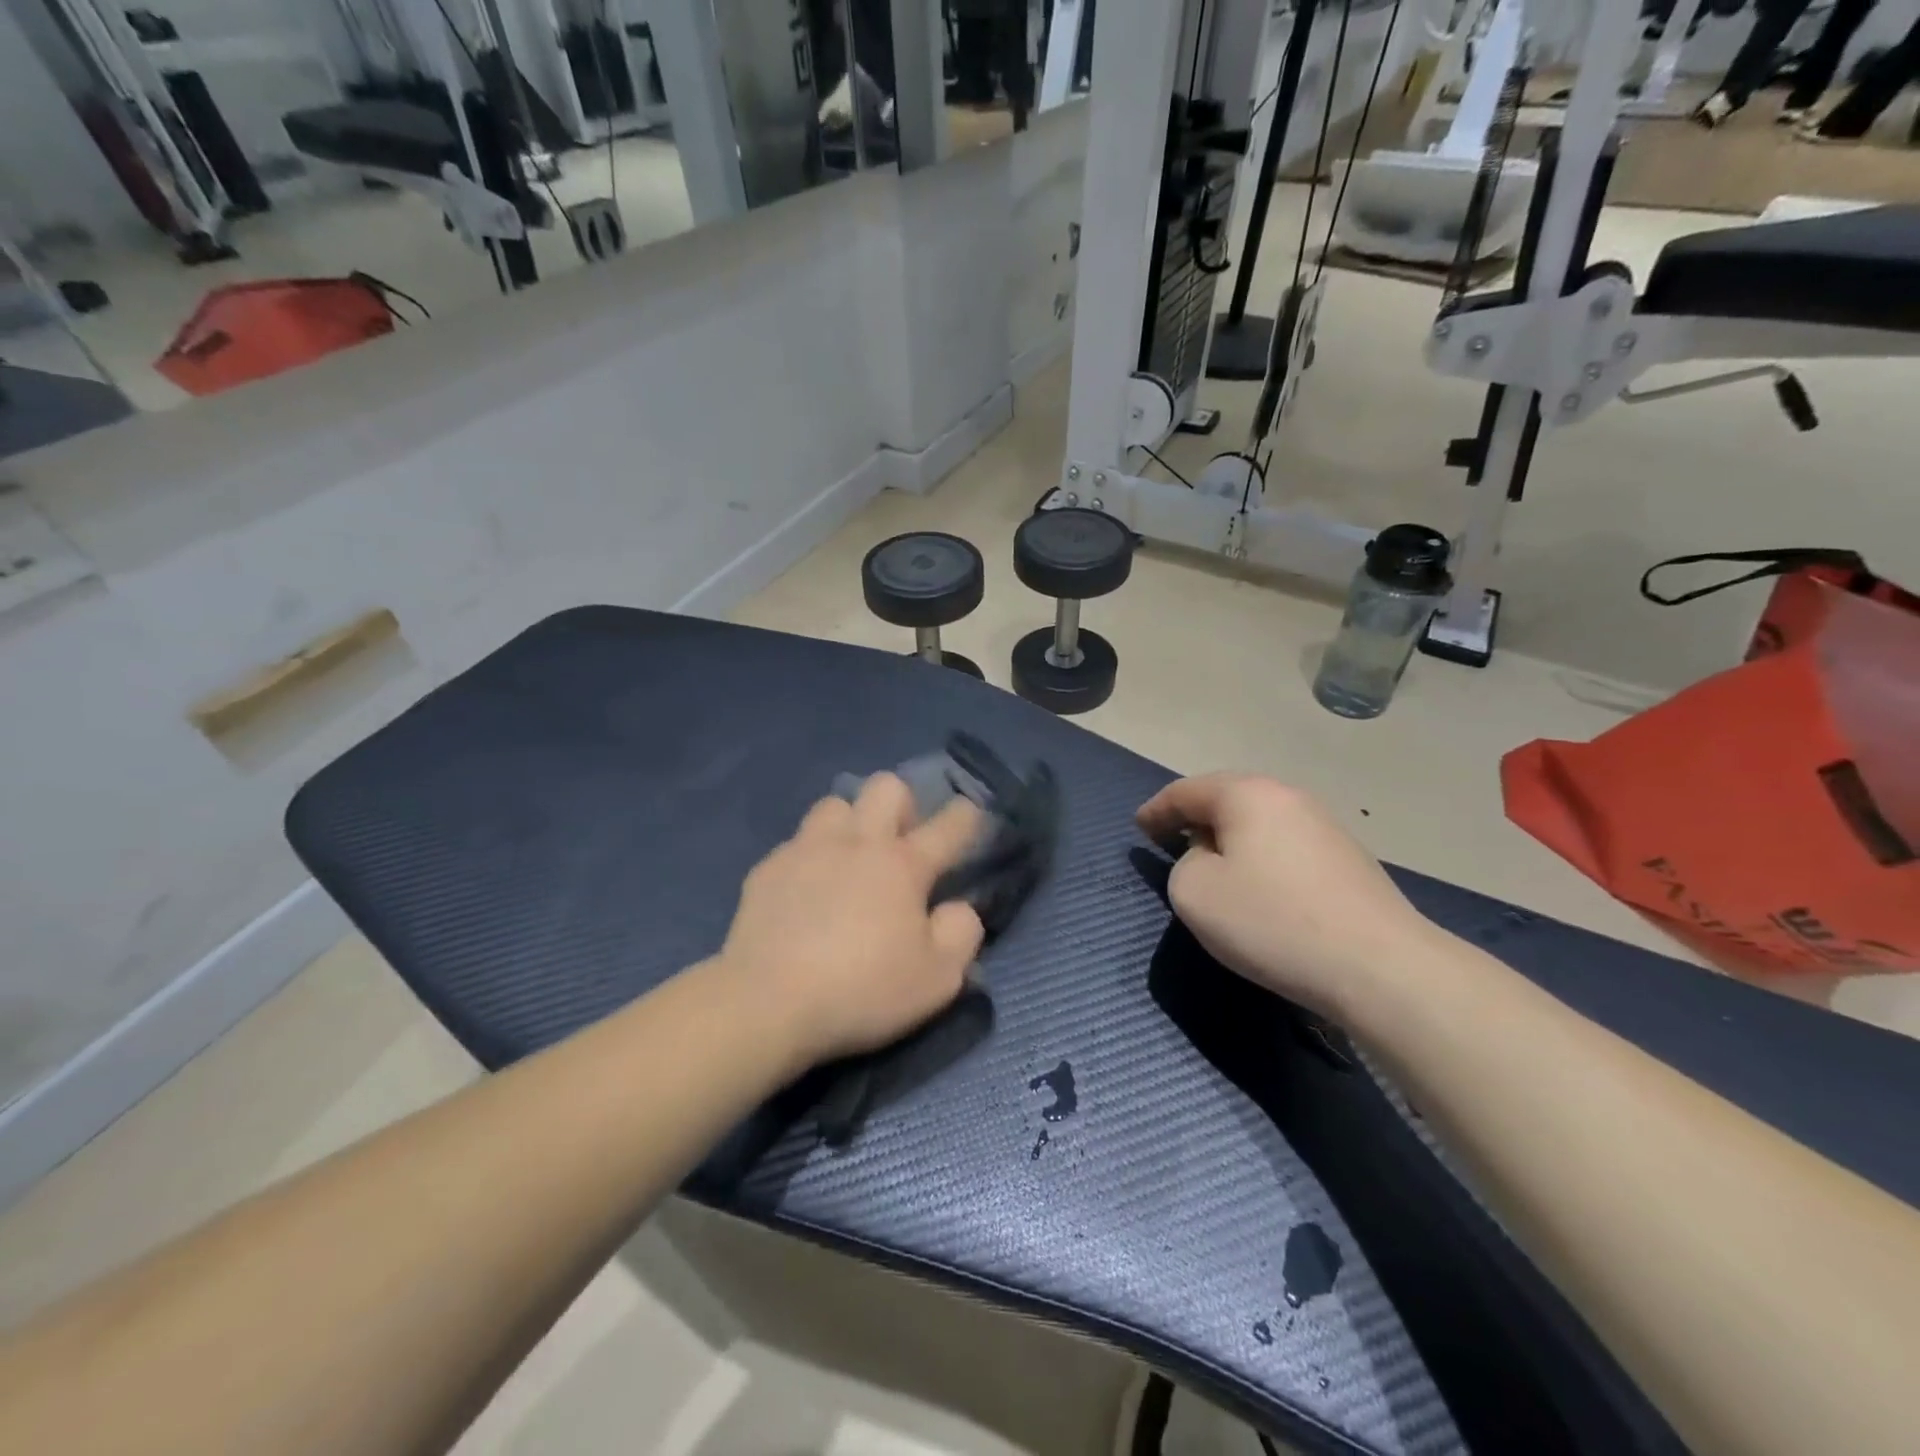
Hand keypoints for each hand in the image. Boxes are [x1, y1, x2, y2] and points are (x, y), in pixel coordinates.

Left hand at [716, 774, 985, 1068]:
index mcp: (903, 865)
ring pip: (835, 804)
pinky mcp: (768, 868)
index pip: (949, 825)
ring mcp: (807, 850)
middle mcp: (857, 843)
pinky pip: (796, 843)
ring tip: (848, 862)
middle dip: (903, 805)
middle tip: (900, 845)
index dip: (966, 815)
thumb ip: (961, 933)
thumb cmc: (862, 990)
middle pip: (886, 786)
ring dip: (850, 824)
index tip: (970, 817)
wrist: (767, 1002)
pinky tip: (806, 894)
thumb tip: (958, 908)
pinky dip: (810, 859)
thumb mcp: (937, 978)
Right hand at [1136, 774, 1433, 1018]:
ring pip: (1260, 822)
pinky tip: (1260, 886)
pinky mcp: (1348, 859)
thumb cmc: (1272, 922)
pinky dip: (1260, 857)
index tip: (1139, 828)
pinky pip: (1285, 845)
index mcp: (1247, 794)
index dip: (1157, 810)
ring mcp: (1325, 826)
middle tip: (1171, 839)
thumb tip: (1210, 857)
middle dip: (1195, 817)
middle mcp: (1288, 797)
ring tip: (1213, 864)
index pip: (1187, 791)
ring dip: (1230, 838)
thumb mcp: (1195, 893)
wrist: (1380, 967)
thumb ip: (1183, 864)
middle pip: (1227, 798)